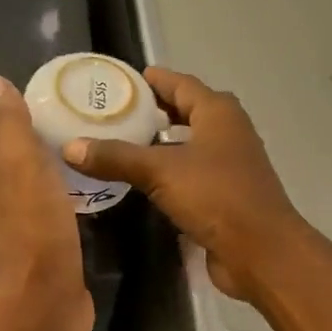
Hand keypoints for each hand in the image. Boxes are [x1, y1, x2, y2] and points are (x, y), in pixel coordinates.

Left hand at [0, 75, 93, 330]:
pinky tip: (90, 190)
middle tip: (87, 118)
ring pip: (37, 182)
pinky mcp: (45, 246)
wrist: (44, 301)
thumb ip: (7, 124)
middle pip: (20, 156)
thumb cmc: (33, 227)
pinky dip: (68, 194)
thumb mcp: (19, 164)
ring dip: (57, 166)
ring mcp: (21, 224)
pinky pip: (55, 208)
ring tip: (94, 147)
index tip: (62, 96)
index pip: (1, 130)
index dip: (25, 111)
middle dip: (45, 136)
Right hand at [63, 67, 304, 302]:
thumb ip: (116, 157)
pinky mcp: (225, 195)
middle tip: (114, 111)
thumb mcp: (160, 172)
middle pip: (187, 111)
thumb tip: (70, 147)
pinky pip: (191, 173)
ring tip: (122, 143)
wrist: (261, 251)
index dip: (152, 80)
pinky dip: (169, 171)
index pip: (180, 84)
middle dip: (154, 111)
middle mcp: (227, 132)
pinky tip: (143, 181)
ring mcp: (229, 165)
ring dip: (162, 143)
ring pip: (190, 144)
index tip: (121, 80)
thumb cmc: (216, 197)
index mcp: (218, 113)